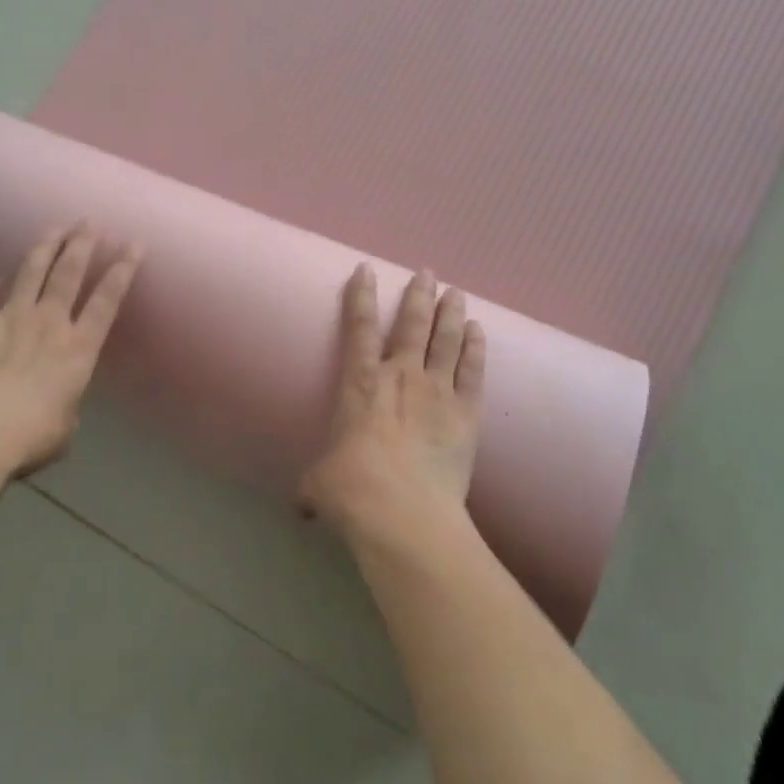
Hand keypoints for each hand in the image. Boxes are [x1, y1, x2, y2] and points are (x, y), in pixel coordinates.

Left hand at [0, 225, 141, 478]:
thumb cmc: (28, 438)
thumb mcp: (64, 427)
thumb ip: (65, 404)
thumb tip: (55, 400)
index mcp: (78, 348)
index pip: (107, 299)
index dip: (123, 270)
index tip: (134, 244)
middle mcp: (48, 324)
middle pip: (69, 273)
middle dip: (83, 243)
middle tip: (90, 221)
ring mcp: (9, 320)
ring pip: (31, 273)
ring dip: (45, 248)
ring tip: (54, 229)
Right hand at [300, 266, 485, 536]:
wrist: (404, 515)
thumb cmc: (353, 492)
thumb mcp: (320, 485)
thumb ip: (315, 486)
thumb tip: (305, 507)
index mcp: (361, 385)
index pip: (359, 328)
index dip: (361, 296)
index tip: (366, 269)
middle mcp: (401, 376)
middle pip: (412, 323)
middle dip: (418, 294)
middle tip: (427, 272)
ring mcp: (437, 391)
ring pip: (446, 339)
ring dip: (451, 312)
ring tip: (455, 291)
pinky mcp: (466, 412)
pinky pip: (472, 370)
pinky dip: (475, 348)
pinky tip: (478, 331)